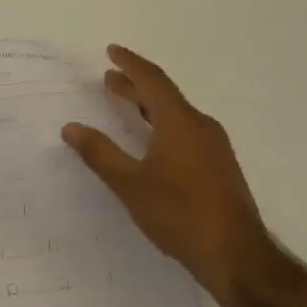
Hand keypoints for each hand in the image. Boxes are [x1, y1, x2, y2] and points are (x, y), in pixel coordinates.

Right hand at [61, 45, 277, 306]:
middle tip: (110, 79)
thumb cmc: (179, 214)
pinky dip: (162, 125)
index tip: (111, 51)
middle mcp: (201, 126)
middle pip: (164, 96)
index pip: (152, 80)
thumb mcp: (130, 183)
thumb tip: (71, 127)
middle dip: (136, 85)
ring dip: (149, 106)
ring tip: (126, 105)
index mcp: (180, 122)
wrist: (235, 255)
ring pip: (176, 115)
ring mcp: (214, 147)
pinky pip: (186, 132)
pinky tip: (152, 142)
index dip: (130, 63)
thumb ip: (100, 153)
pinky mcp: (219, 167)